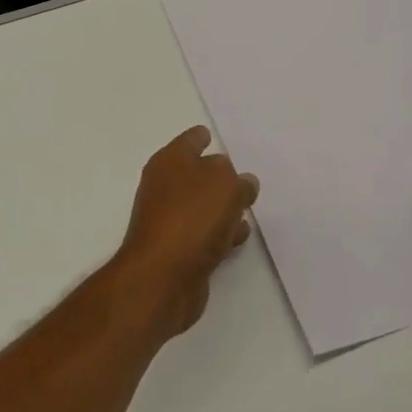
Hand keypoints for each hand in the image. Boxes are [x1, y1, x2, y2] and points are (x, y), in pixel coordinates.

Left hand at [109, 127, 257, 340]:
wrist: (163, 276)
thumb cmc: (193, 217)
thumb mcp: (224, 185)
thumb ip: (237, 179)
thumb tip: (241, 181)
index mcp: (170, 162)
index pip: (189, 141)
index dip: (201, 137)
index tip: (211, 135)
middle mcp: (165, 187)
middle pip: (196, 173)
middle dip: (218, 175)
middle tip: (242, 175)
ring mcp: (169, 219)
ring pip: (202, 205)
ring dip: (222, 206)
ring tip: (247, 207)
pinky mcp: (178, 250)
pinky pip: (205, 233)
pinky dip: (221, 232)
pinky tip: (239, 236)